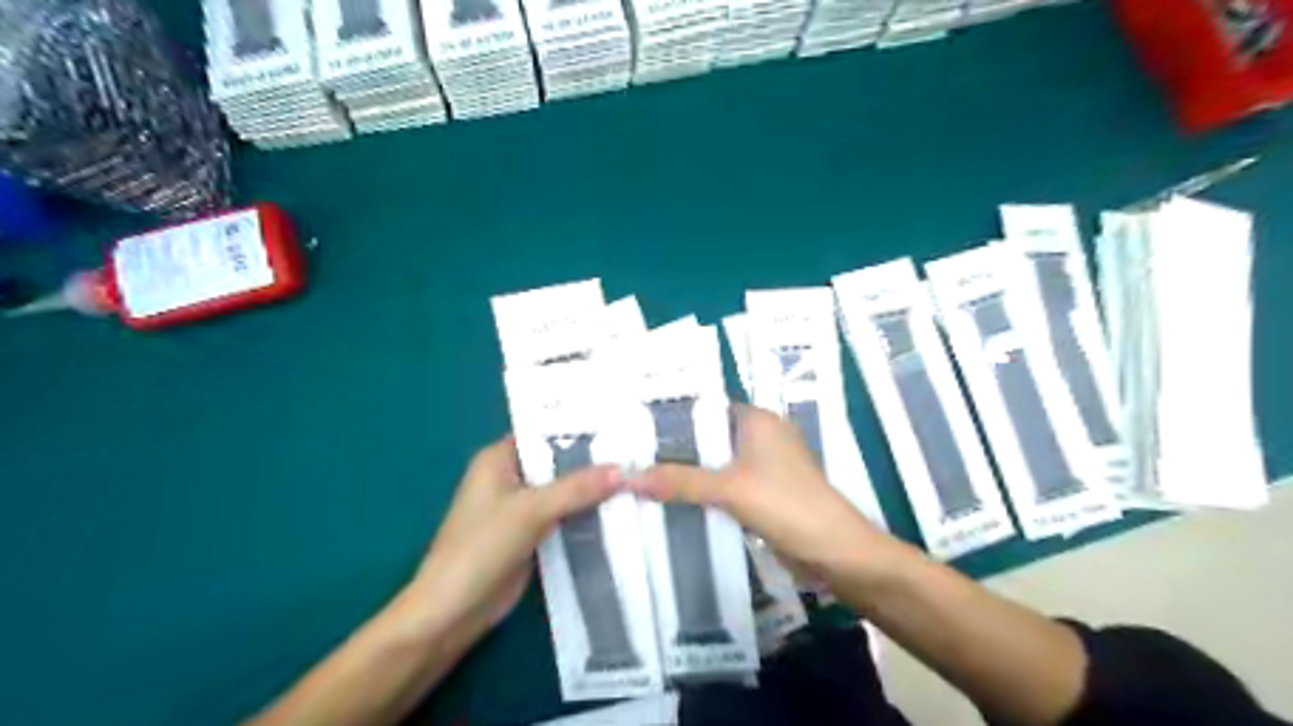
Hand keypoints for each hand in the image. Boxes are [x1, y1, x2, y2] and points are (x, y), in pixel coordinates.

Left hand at [409, 438, 620, 645]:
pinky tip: (622, 510)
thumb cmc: (481, 548)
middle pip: (559, 462)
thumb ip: (576, 488)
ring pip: (566, 491)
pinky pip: (566, 516)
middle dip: (594, 461)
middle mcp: (511, 477)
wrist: (452, 613)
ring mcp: (522, 508)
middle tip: (640, 453)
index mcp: (499, 458)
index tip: (622, 425)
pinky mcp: (532, 535)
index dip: (581, 427)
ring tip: (640, 477)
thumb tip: (624, 469)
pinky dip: (588, 514)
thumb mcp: (530, 511)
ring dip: (594, 490)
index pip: (546, 432)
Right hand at [631, 407, 890, 581]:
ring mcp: (766, 465)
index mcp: (758, 419)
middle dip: (676, 449)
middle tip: (632, 455)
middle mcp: (762, 435)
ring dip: (690, 472)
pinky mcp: (766, 492)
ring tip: (644, 476)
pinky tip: (675, 500)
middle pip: (710, 436)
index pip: (706, 408)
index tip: (636, 428)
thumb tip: (627, 476)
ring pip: (718, 462)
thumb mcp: (729, 490)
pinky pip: (728, 484)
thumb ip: (679, 481)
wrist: (837, 552)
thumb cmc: (786, 505)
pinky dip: (706, 490)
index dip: (673, 417)